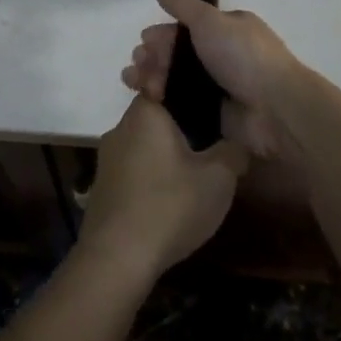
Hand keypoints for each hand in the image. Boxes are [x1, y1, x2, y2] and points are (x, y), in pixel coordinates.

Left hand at [77, 95, 248, 282]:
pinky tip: (167, 200)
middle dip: (181, 130)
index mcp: (146, 112)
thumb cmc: (170, 205)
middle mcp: (121, 126)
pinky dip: (150, 177)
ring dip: (164, 156)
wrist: (117, 256)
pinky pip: (132, 170)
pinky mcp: (102, 185)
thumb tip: (239, 140)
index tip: (211, 110)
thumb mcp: (217, 179)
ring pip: (143, 145)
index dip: (190, 94)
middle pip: (156, 117)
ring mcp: (107, 156)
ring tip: (191, 178)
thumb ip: (233, 152)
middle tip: (209, 149)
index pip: (166, 84)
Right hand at [124, 0, 302, 159]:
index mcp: (226, 29)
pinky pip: (182, 104)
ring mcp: (218, 87)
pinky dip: (162, 100)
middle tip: (137, 63)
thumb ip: (183, 6)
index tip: (144, 40)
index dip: (163, 33)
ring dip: (152, 75)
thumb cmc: (243, 56)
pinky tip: (146, 97)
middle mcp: (222, 55)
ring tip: (134, 80)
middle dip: (154, 56)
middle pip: (177, 53)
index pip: (186, 28)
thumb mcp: (211, 21)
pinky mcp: (214, 114)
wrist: (275, 109)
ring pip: (176, 79)